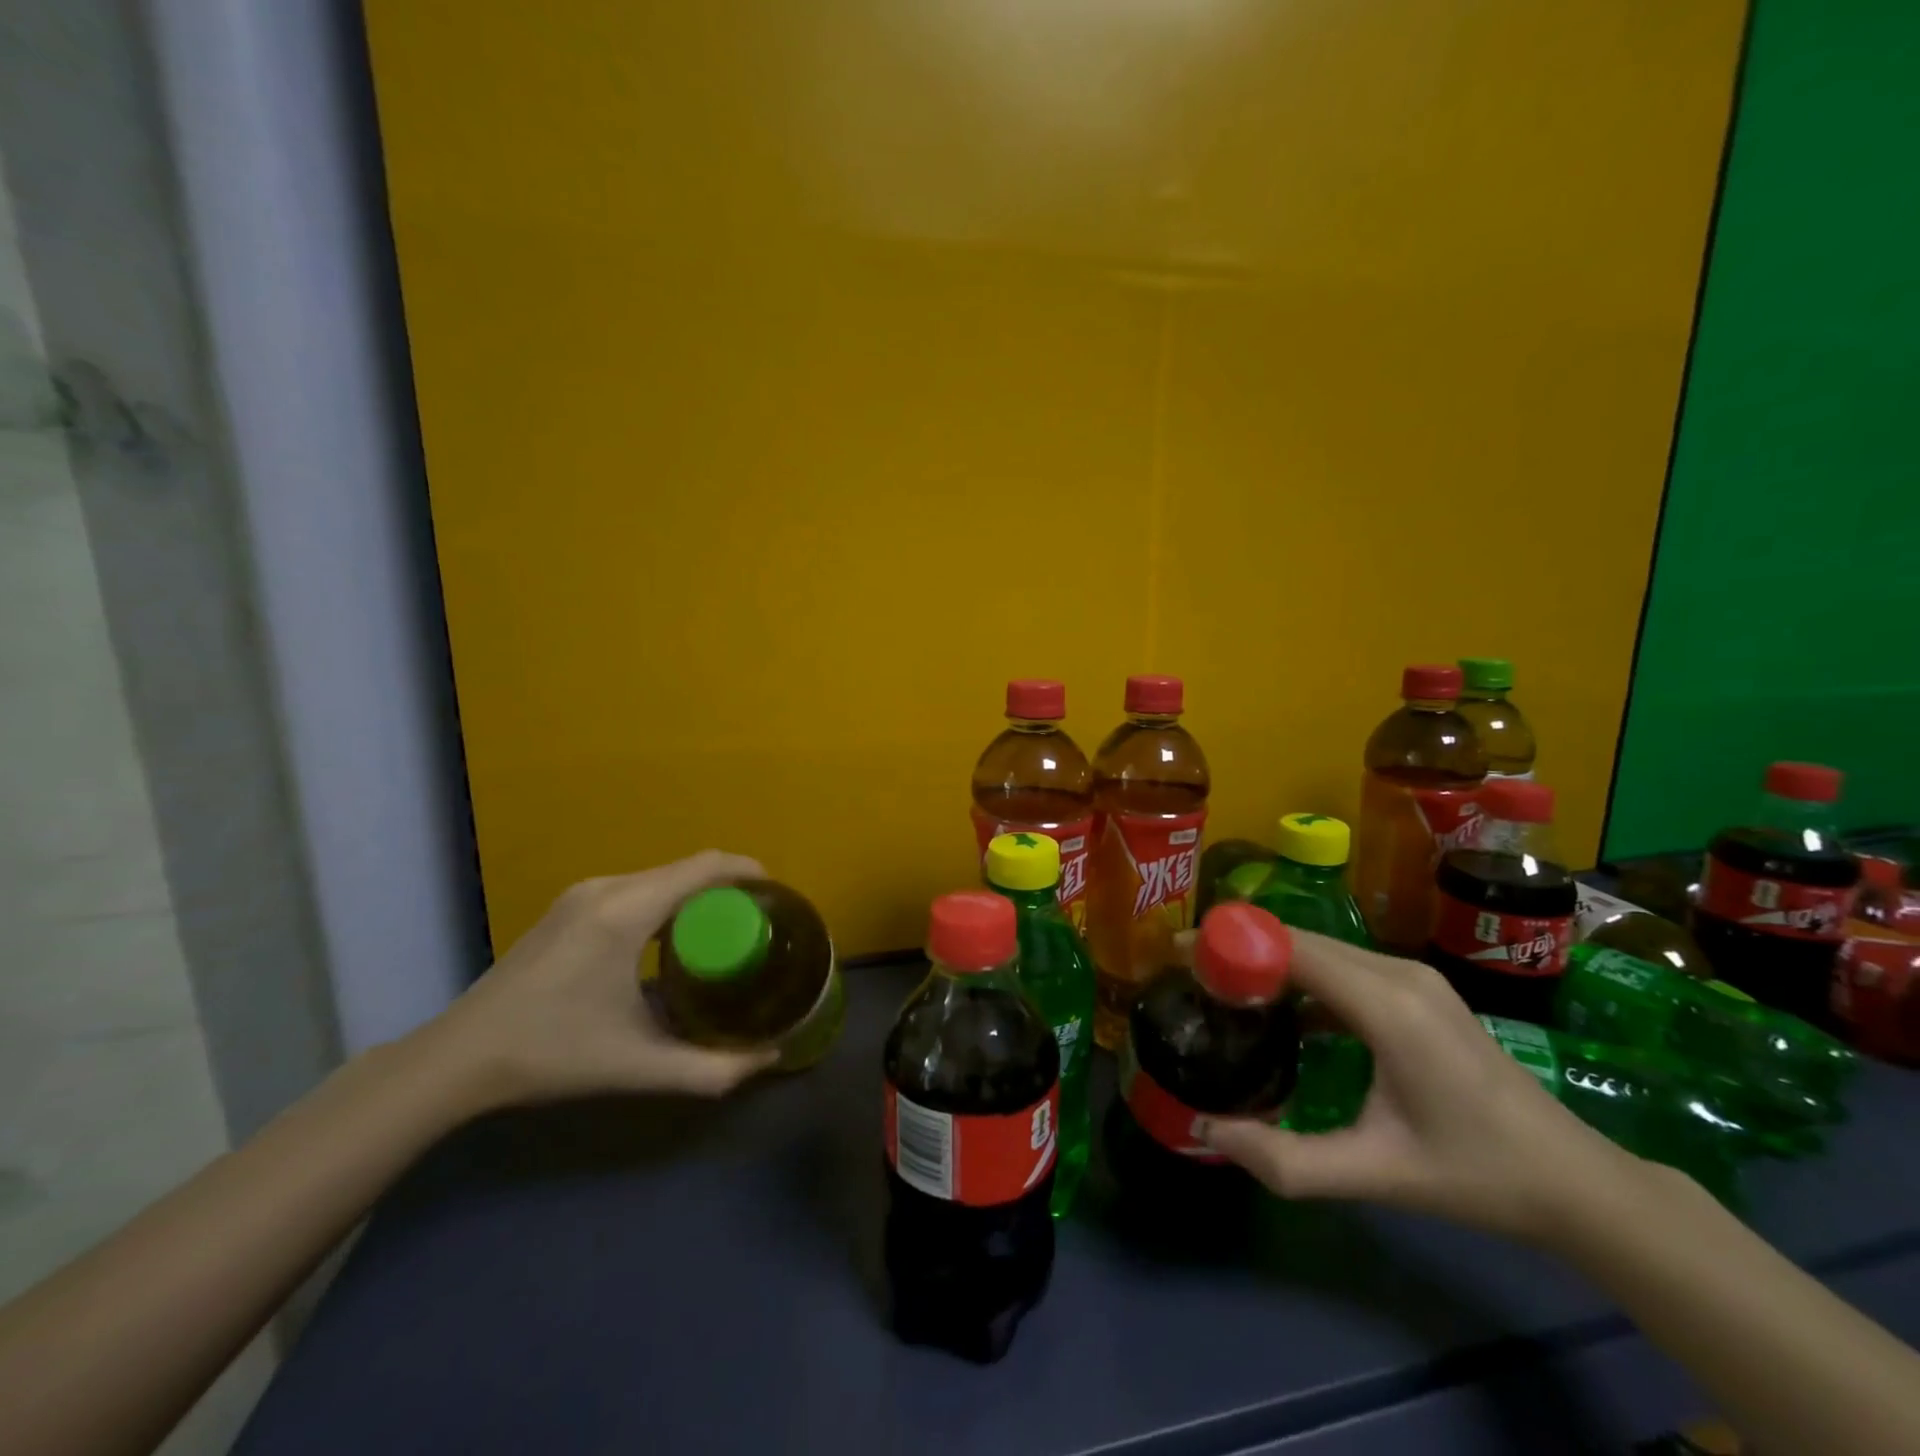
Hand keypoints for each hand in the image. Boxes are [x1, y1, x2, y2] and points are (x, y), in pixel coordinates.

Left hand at [420, 851, 779, 1108]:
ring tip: (726, 932)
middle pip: (687, 868)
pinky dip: (669, 901)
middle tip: (759, 924)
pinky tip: (673, 940)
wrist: (458, 1060)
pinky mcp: (570, 906)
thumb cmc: (553, 1055)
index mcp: (627, 910)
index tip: (779, 897)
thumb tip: (770, 1059)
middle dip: (729, 888)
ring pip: (662, 877)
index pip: (705, 866)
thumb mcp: (640, 1066)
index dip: (749, 872)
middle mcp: (608, 888)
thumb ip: (712, 1069)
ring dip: (698, 895)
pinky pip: (638, 888)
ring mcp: (583, 894)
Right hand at [1198, 931, 1637, 1241]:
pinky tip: (1283, 1014)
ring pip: (1322, 949)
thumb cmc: (1475, 1174)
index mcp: (1388, 1006)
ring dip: (1271, 960)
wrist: (1574, 1181)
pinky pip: (1344, 966)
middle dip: (1242, 948)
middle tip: (1192, 976)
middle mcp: (1399, 974)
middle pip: (1302, 939)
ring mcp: (1414, 978)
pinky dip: (1303, 976)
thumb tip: (1208, 1130)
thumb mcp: (1376, 1175)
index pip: (1292, 947)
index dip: (1232, 942)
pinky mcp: (1419, 990)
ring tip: (1225, 990)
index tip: (1180, 954)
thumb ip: (1287, 1159)